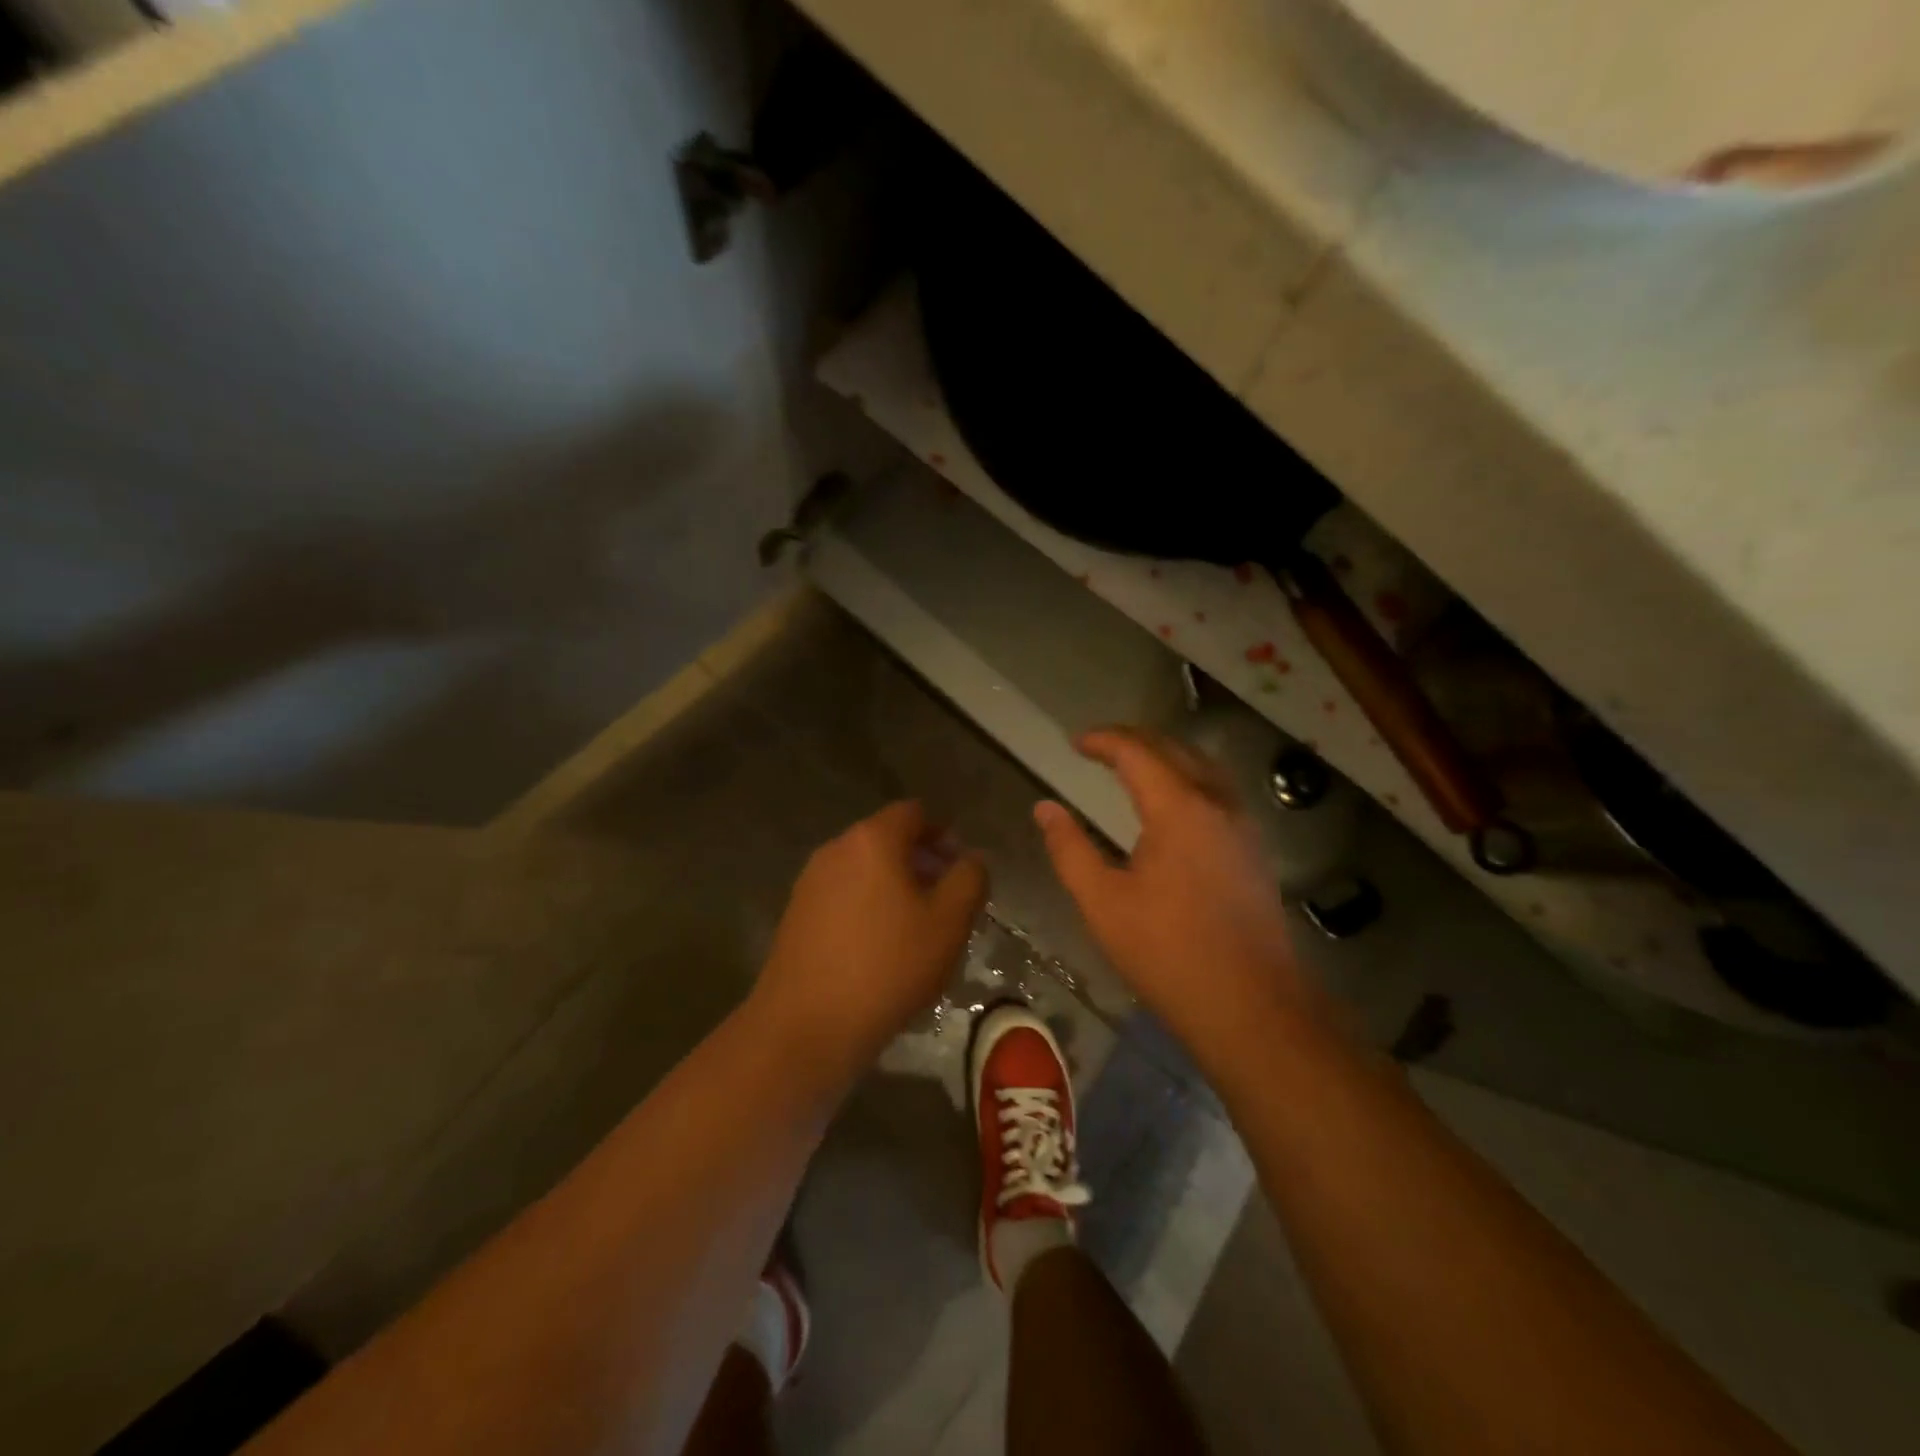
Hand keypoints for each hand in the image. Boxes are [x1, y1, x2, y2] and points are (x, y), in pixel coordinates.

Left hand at [750, 801, 987, 1080]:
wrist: (807, 1025)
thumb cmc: (888, 966)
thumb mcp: (949, 922)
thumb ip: (969, 879)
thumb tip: (971, 858)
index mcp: (872, 840)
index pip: (913, 813)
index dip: (943, 833)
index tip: (961, 866)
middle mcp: (835, 849)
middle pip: (887, 839)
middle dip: (921, 861)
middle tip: (947, 899)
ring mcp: (810, 882)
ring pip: (864, 869)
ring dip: (895, 885)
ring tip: (918, 927)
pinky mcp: (796, 914)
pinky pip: (843, 895)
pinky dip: (868, 905)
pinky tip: (881, 948)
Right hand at [1035, 728, 1317, 1065]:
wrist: (1251, 1006)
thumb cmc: (1168, 953)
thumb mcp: (1103, 903)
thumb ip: (1070, 849)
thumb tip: (1045, 808)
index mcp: (1179, 809)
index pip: (1137, 752)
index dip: (1103, 740)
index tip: (1075, 743)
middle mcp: (1217, 803)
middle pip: (1174, 749)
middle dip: (1134, 740)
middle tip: (1098, 747)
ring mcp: (1243, 825)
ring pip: (1203, 766)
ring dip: (1165, 755)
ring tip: (1132, 765)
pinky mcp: (1254, 849)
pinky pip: (1218, 791)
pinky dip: (1188, 778)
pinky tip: (1172, 803)